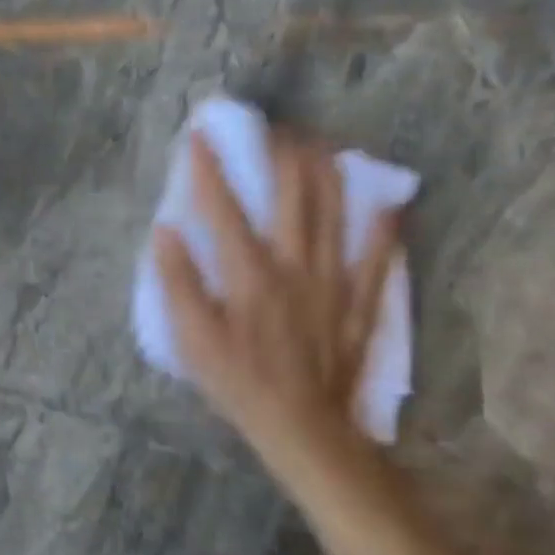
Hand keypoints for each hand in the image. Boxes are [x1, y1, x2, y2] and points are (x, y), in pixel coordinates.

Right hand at [151, 128, 399, 461]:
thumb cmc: (238, 382)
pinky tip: (388, 198)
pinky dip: (384, 221)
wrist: (304, 426)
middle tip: (270, 128)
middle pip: (293, 192)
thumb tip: (165, 230)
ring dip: (325, 170)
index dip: (208, 166)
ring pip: (336, 209)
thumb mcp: (192, 339)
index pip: (224, 206)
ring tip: (316, 143)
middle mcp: (295, 264)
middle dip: (280, 152)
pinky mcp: (360, 299)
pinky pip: (379, 252)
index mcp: (249, 273)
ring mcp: (334, 278)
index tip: (199, 133)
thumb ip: (177, 282)